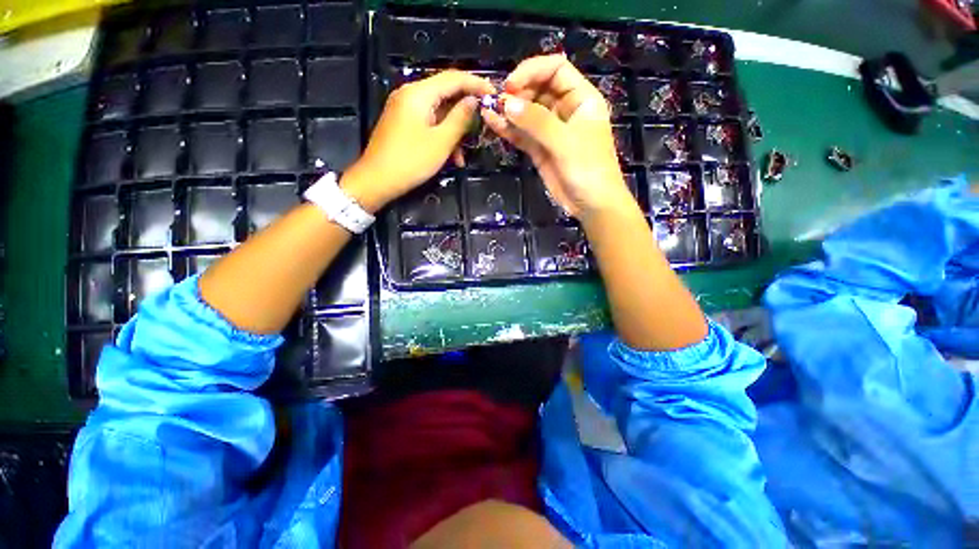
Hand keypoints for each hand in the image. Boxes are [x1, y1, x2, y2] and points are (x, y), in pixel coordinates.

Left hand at [342, 70, 493, 210]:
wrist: (377, 180)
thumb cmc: (411, 161)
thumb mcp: (441, 142)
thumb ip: (460, 118)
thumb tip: (473, 101)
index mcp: (419, 93)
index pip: (453, 78)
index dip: (476, 84)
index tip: (495, 94)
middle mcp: (410, 95)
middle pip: (445, 94)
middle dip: (465, 113)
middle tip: (483, 126)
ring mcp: (405, 109)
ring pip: (438, 113)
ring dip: (454, 132)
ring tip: (462, 156)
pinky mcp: (403, 123)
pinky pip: (428, 123)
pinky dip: (441, 137)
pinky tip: (450, 157)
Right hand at [481, 55, 635, 221]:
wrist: (591, 205)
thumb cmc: (589, 170)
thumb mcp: (565, 142)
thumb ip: (536, 122)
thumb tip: (506, 103)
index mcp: (581, 99)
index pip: (556, 69)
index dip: (533, 71)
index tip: (511, 85)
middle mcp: (565, 110)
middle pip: (538, 89)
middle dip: (518, 92)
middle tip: (499, 102)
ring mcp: (551, 131)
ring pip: (527, 113)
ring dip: (509, 110)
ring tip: (488, 109)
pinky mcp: (540, 150)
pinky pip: (522, 134)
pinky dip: (508, 129)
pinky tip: (492, 123)